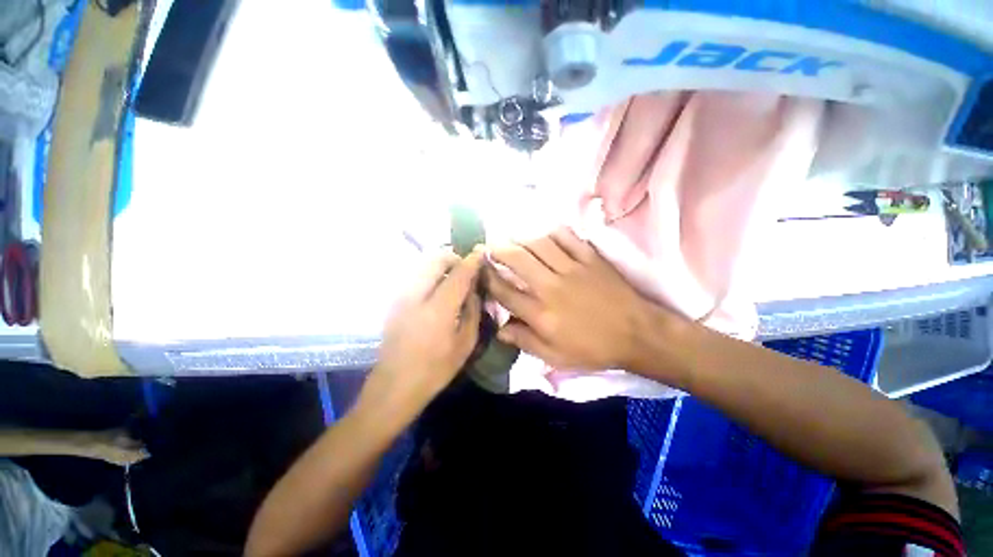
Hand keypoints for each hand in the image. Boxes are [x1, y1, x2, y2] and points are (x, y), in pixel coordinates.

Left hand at [362, 250, 483, 416]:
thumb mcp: (465, 344)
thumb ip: (472, 311)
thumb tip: (474, 290)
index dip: (472, 260)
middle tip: (467, 268)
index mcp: (438, 310)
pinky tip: (439, 288)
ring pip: (423, 264)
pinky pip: (416, 275)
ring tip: (454, 277)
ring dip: (441, 264)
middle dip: (454, 257)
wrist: (394, 386)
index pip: (459, 274)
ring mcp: (401, 296)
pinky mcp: (394, 300)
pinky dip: (430, 273)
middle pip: (435, 259)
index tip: (482, 252)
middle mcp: (416, 296)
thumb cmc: (435, 370)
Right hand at [486, 228, 669, 370]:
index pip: (505, 291)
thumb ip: (525, 342)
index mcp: (542, 314)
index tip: (479, 268)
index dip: (488, 278)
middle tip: (489, 246)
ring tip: (513, 239)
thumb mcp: (555, 357)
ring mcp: (572, 269)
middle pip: (518, 259)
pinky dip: (552, 232)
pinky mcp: (590, 258)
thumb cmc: (593, 349)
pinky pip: (567, 237)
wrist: (637, 334)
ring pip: (539, 244)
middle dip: (498, 250)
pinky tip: (545, 235)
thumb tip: (500, 330)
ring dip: (521, 239)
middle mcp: (552, 287)